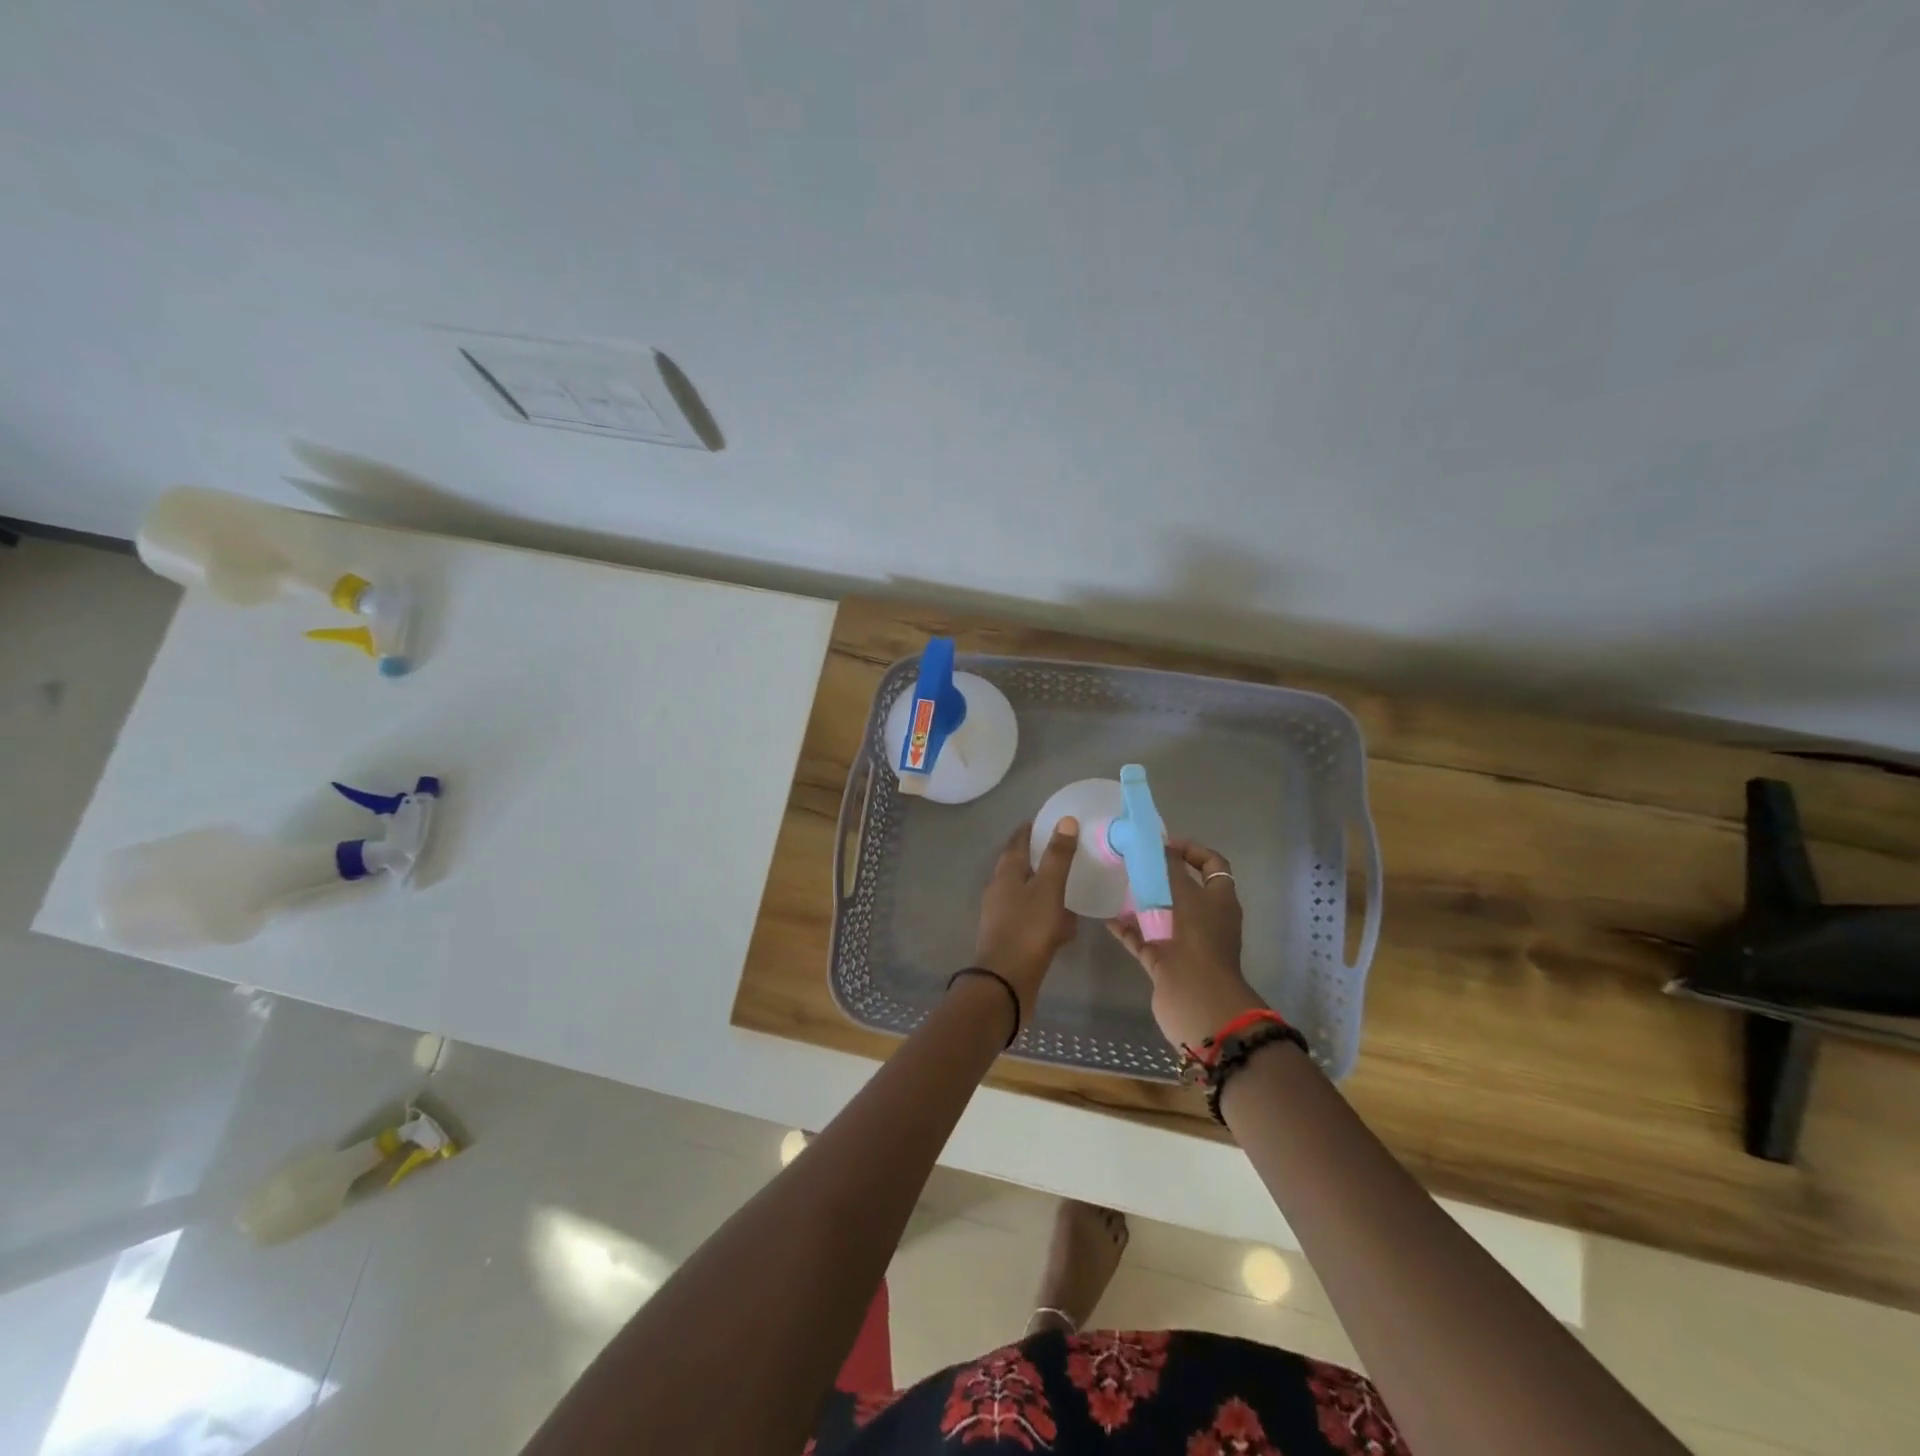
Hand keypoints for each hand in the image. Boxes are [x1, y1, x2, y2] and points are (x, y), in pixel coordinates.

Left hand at [972, 818, 1080, 1020]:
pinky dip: (1048, 917)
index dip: (1033, 828)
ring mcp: (1002, 914)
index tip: (1052, 821)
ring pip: (1028, 893)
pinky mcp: (1010, 937)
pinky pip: (1033, 919)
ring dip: (1047, 889)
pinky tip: (1066, 927)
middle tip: (1068, 853)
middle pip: (1021, 865)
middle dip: (1042, 858)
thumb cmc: (1027, 929)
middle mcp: (999, 889)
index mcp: (1006, 871)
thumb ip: (1058, 856)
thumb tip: (1065, 820)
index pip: (1018, 839)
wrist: (1005, 983)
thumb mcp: (1048, 888)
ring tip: (1071, 888)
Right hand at [1107, 836, 1266, 1050]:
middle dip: (1159, 874)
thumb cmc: (1197, 941)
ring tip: (1116, 883)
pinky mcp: (1164, 960)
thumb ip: (1171, 869)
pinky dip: (1127, 928)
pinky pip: (1143, 938)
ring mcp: (1184, 941)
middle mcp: (1205, 919)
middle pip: (1183, 888)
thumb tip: (1161, 845)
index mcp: (1220, 900)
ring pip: (1161, 913)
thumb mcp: (1187, 897)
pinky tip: (1107, 916)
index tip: (1163, 843)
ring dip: (1141, 900)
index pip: (1212, 865)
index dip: (1192, 850)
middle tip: (1133, 861)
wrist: (1196, 1000)